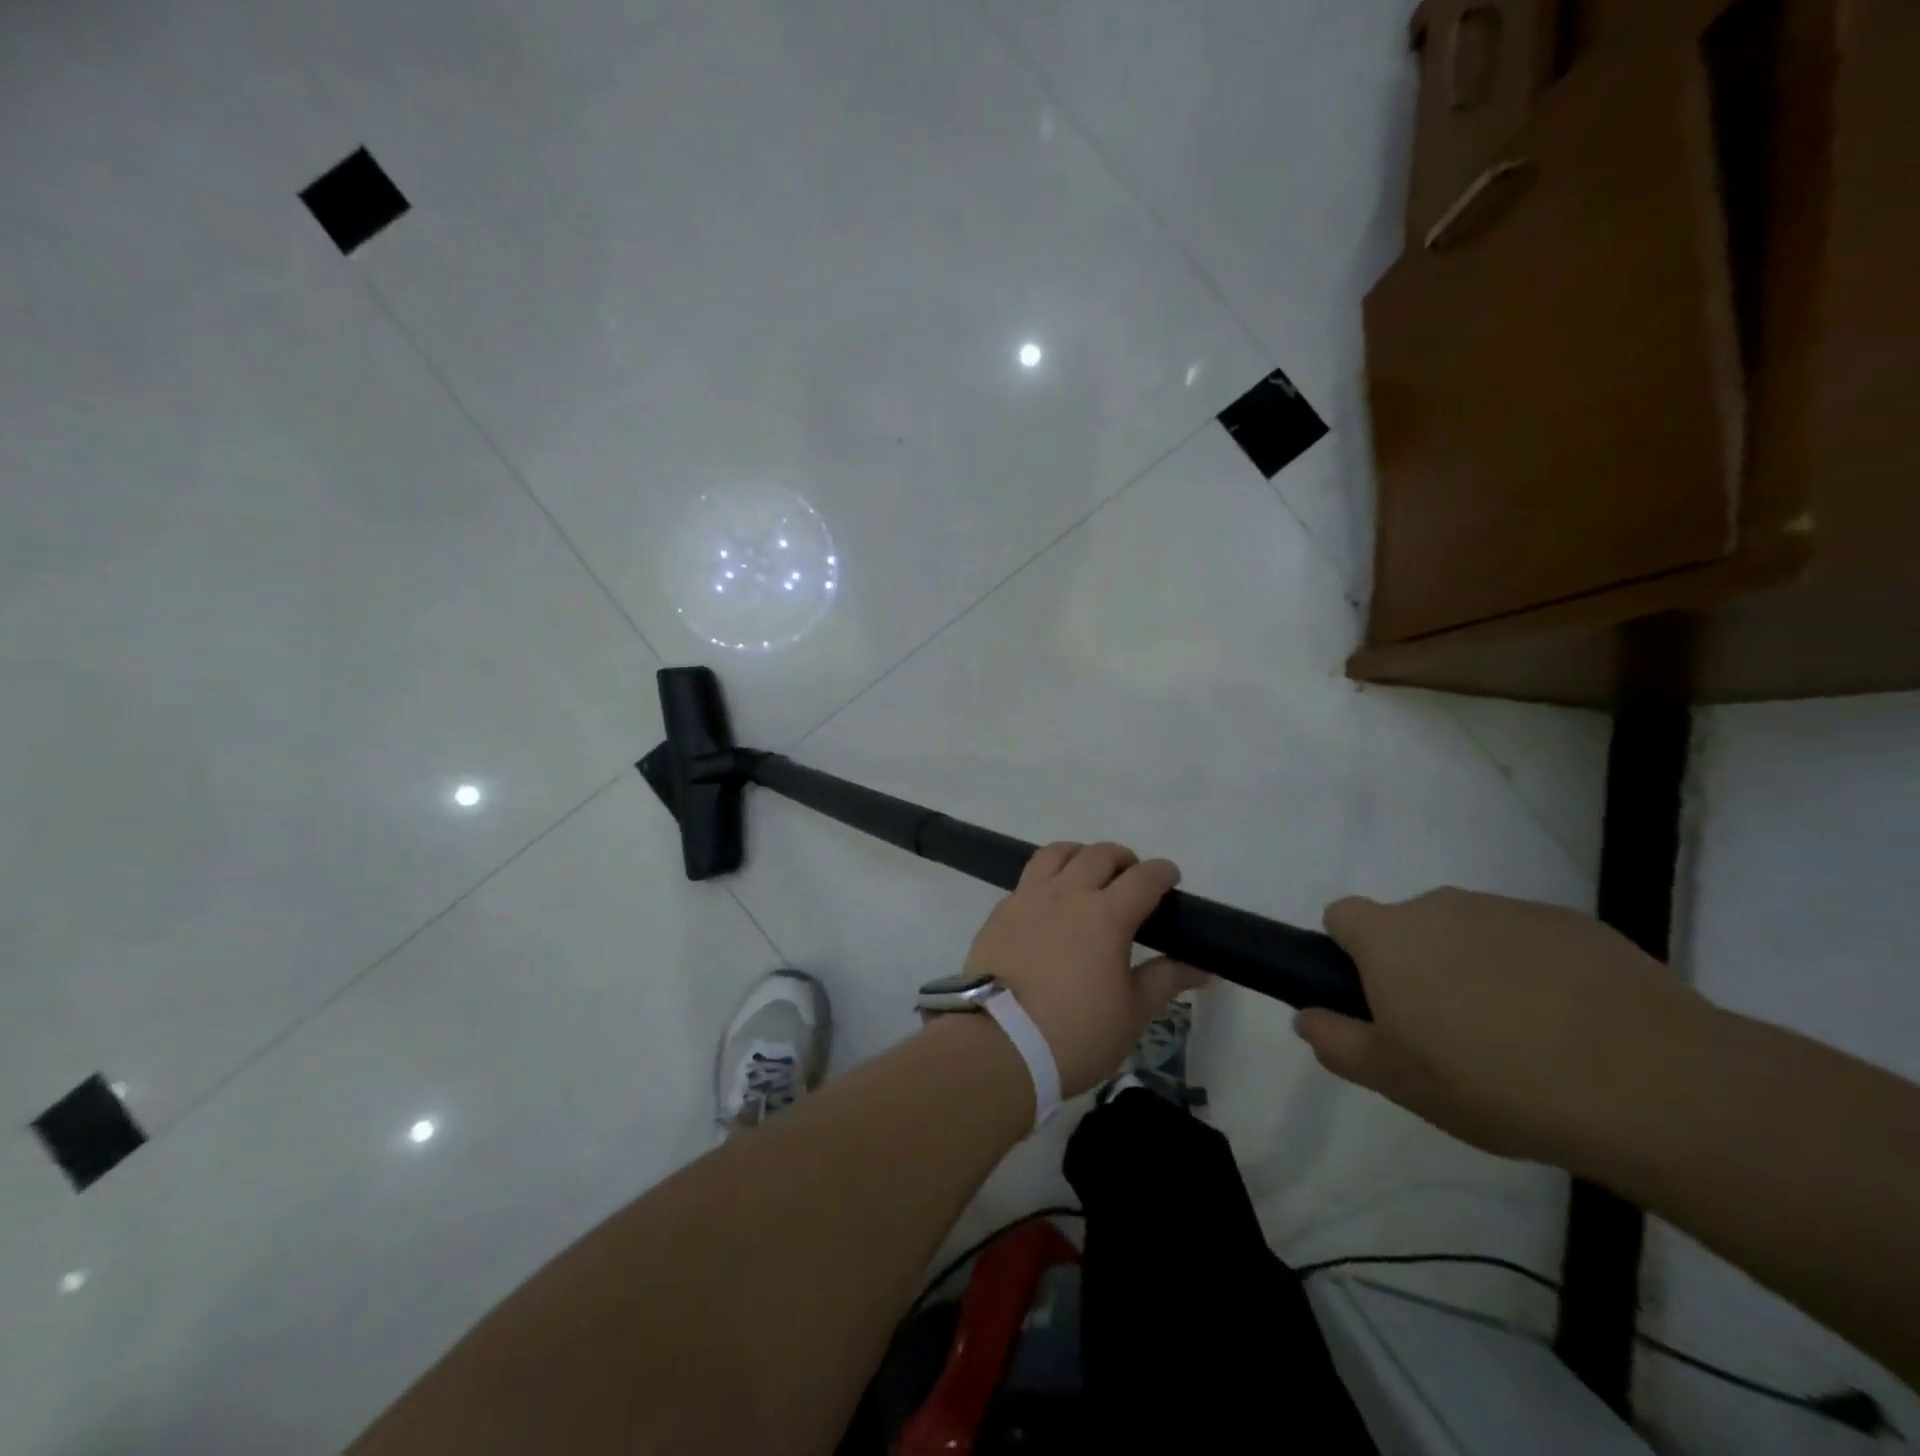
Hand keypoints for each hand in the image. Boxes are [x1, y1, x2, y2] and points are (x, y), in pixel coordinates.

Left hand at [964, 842, 1204, 1098]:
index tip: (1170, 879)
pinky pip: (1027, 879)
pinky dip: (1046, 880)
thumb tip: (1202, 967)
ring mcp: (1028, 898)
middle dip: (1123, 859)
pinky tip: (1049, 905)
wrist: (998, 1045)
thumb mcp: (1131, 1013)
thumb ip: (1165, 980)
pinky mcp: (1000, 912)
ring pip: (1056, 853)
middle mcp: (1067, 894)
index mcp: (1106, 915)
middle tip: (1131, 879)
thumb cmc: (1075, 1034)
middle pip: (1099, 854)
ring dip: (1079, 855)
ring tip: (1086, 875)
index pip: (1143, 877)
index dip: (1162, 873)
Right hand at [1296, 888, 1704, 1166]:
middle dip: (1416, 966)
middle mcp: (1441, 907)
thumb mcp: (1396, 1081)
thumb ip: (1336, 1043)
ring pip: (1470, 934)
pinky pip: (1530, 942)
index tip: (1376, 999)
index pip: (1342, 915)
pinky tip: (1573, 1029)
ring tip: (1519, 1038)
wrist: (1652, 1085)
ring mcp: (1510, 910)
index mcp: (1390, 936)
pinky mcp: (1574, 925)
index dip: (1349, 953)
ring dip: (1474, 969)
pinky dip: (1535, 974)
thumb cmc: (1494, 1082)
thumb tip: (1305, 1018)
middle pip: (1409, 926)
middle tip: (1448, 1033)